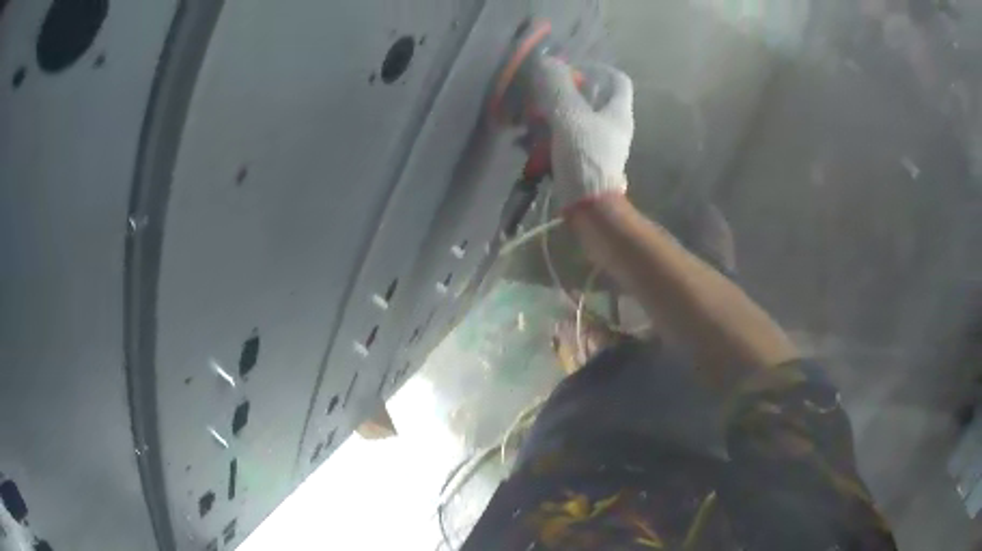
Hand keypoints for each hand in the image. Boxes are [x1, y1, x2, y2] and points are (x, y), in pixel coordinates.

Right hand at [533, 58, 634, 211]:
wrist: (589, 205)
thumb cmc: (585, 156)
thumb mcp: (569, 115)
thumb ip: (558, 86)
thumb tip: (547, 61)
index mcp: (618, 112)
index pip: (617, 80)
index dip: (597, 69)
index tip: (573, 69)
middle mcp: (613, 126)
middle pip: (593, 98)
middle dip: (566, 92)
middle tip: (543, 93)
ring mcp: (600, 144)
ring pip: (577, 118)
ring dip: (553, 114)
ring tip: (530, 117)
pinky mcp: (586, 160)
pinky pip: (568, 138)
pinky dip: (551, 135)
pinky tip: (531, 140)